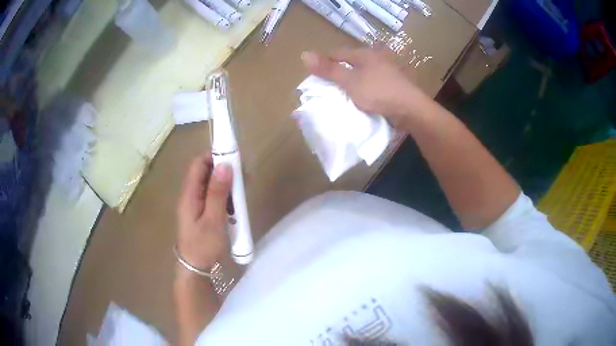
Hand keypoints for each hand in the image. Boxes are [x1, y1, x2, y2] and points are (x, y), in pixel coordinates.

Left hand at [176, 154, 231, 270]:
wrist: (196, 269)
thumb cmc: (203, 246)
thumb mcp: (213, 220)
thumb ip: (218, 192)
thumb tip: (225, 165)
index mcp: (189, 194)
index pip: (198, 164)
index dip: (214, 156)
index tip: (234, 158)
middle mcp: (191, 195)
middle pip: (205, 173)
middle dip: (224, 171)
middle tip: (243, 178)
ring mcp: (196, 205)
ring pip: (211, 185)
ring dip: (227, 186)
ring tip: (242, 194)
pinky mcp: (203, 213)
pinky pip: (214, 198)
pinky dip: (226, 198)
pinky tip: (236, 206)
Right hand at [301, 48, 428, 127]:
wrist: (411, 110)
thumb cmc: (379, 92)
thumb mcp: (350, 81)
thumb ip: (329, 69)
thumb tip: (304, 54)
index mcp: (365, 55)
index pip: (337, 54)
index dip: (324, 63)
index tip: (314, 78)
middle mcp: (375, 61)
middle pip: (349, 66)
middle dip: (336, 76)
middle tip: (325, 91)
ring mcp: (384, 75)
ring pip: (359, 78)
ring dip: (349, 86)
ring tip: (338, 99)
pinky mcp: (390, 88)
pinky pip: (369, 88)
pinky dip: (361, 94)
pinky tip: (356, 103)